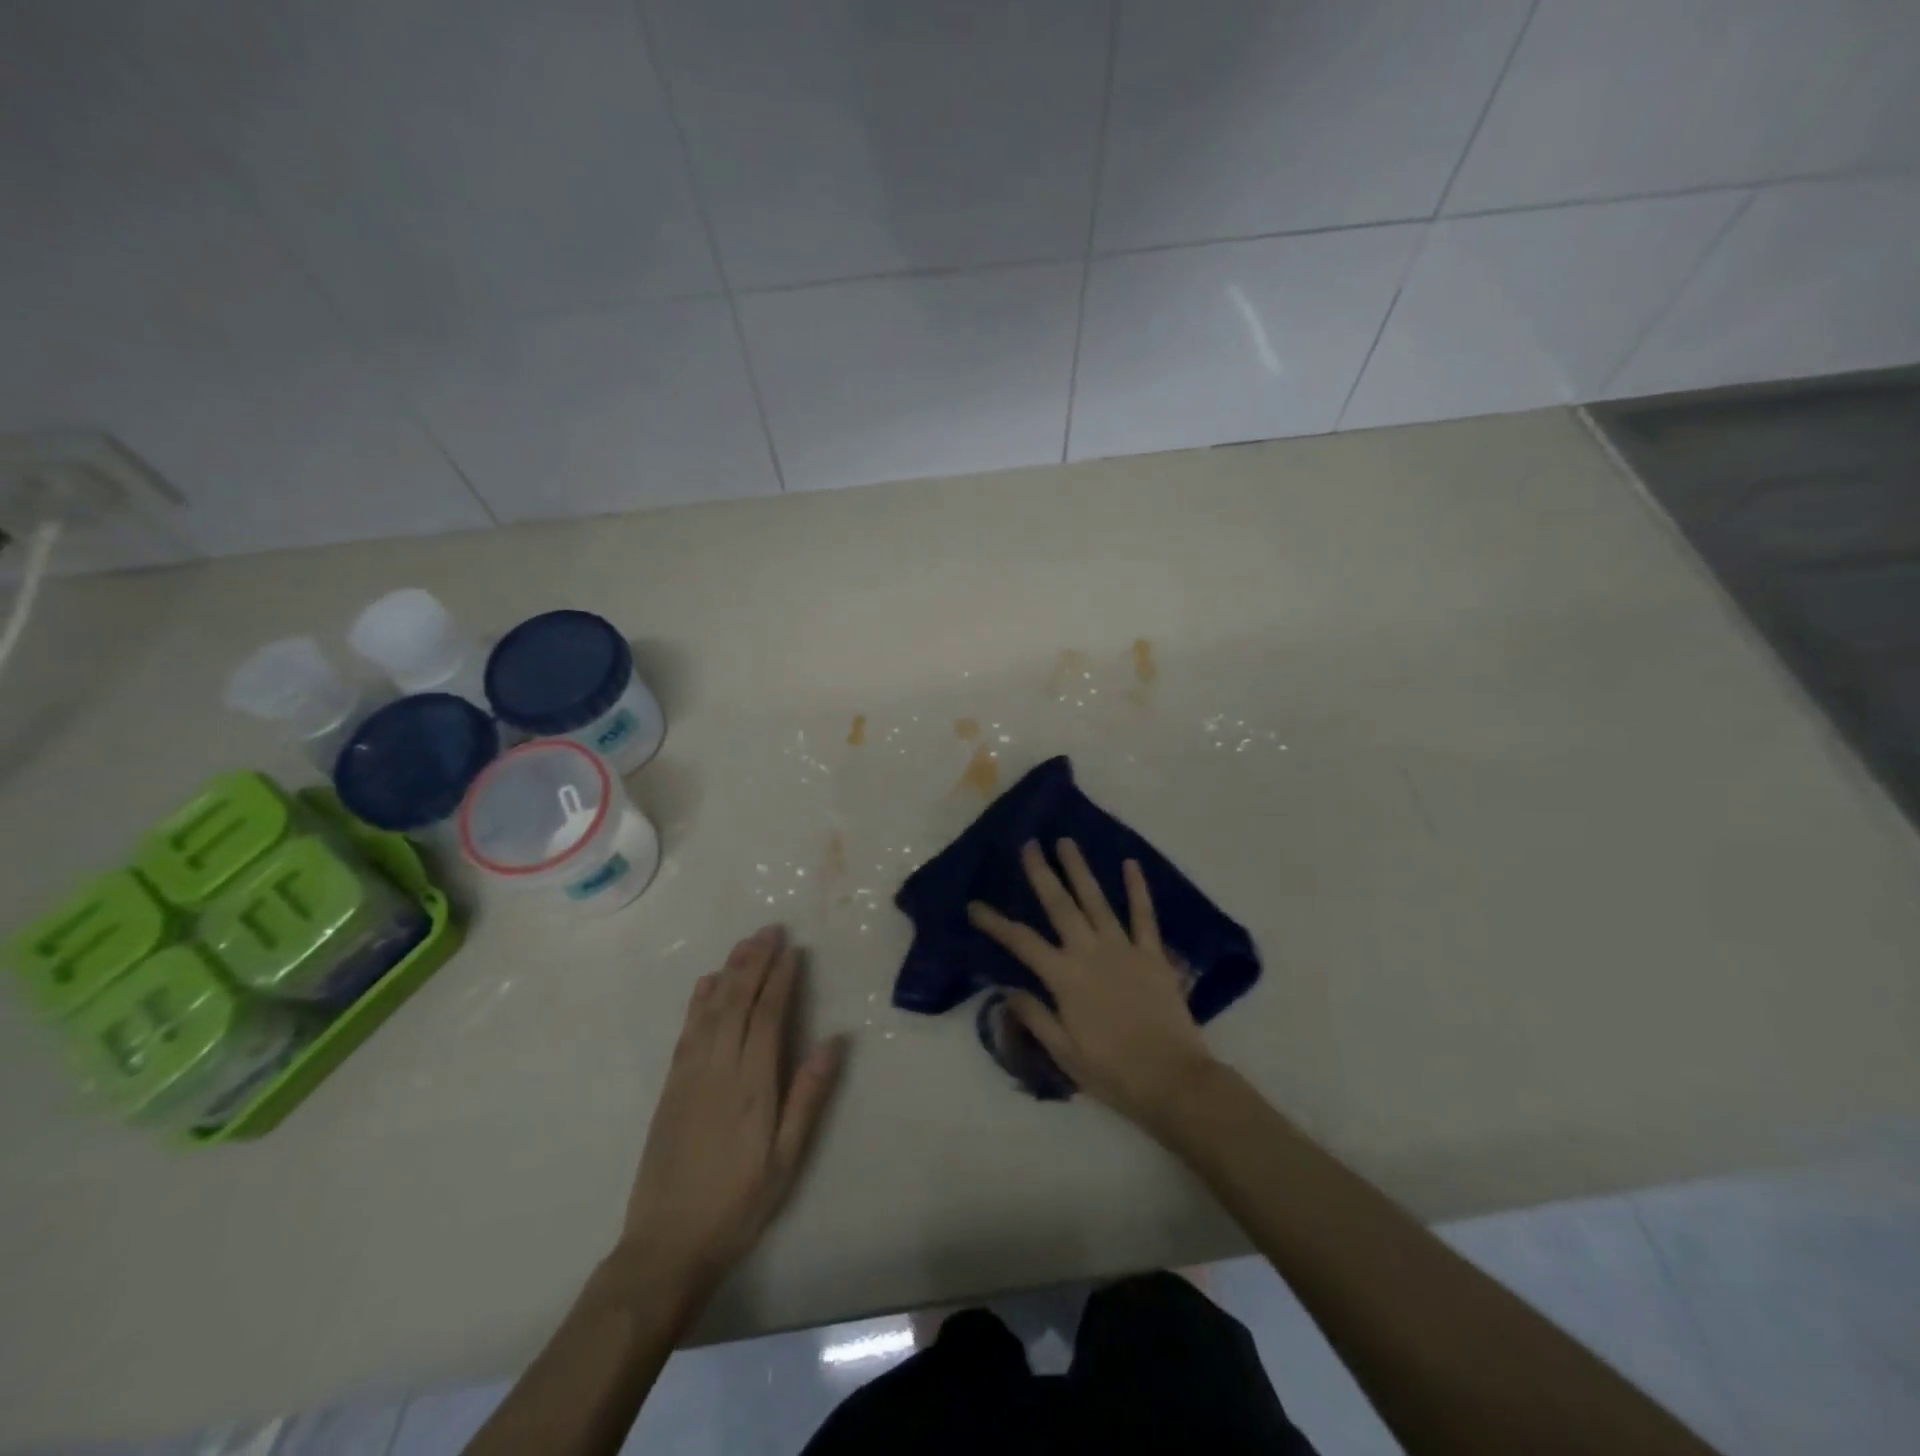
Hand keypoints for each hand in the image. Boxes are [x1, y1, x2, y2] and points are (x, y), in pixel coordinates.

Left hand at [614, 926, 844, 1302]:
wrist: (665, 1246)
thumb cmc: (738, 1204)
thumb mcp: (785, 1160)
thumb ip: (808, 1098)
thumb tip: (833, 1042)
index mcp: (751, 1085)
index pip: (767, 1016)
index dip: (780, 979)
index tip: (792, 950)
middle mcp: (718, 1069)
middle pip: (737, 1002)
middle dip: (755, 962)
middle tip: (771, 930)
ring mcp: (689, 1075)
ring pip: (711, 1009)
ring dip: (730, 971)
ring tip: (746, 943)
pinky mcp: (671, 1087)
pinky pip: (687, 1030)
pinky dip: (699, 1000)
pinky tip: (708, 983)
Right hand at [967, 840, 1216, 1127]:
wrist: (1172, 1080)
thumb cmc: (1112, 1072)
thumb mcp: (1063, 1052)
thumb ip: (1034, 1015)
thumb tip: (1004, 988)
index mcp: (1064, 977)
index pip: (1021, 942)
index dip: (995, 922)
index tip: (974, 905)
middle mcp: (1090, 952)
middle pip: (1060, 905)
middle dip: (1042, 872)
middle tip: (1029, 844)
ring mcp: (1124, 949)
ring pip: (1097, 900)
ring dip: (1080, 869)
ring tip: (1066, 842)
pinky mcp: (1153, 955)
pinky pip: (1144, 915)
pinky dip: (1137, 889)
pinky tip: (1130, 864)